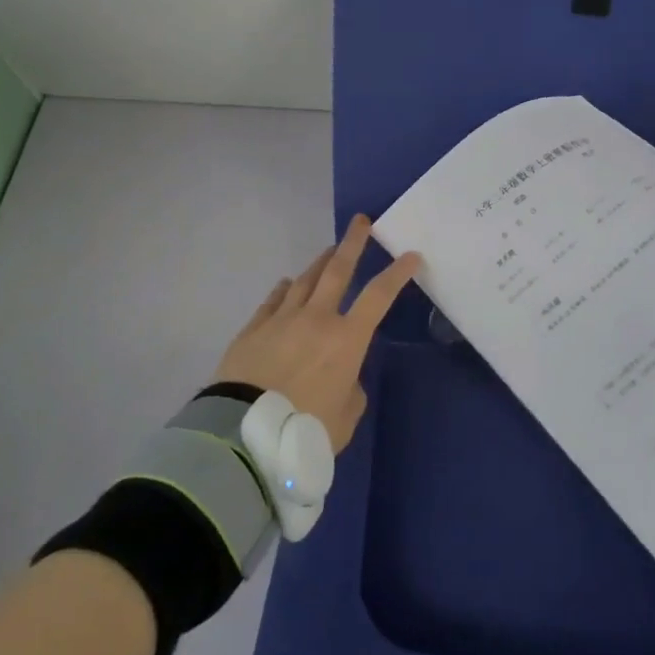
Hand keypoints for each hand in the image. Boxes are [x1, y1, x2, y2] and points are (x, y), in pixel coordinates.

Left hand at [210, 216, 420, 451]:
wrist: (243, 432)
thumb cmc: (305, 429)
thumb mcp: (345, 419)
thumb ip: (351, 391)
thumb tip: (344, 378)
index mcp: (346, 339)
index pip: (379, 296)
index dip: (397, 273)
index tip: (411, 255)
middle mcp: (317, 318)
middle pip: (338, 271)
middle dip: (353, 243)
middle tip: (361, 222)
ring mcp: (282, 319)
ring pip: (305, 280)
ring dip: (319, 263)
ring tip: (328, 251)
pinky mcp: (254, 329)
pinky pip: (273, 301)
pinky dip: (283, 290)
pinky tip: (286, 284)